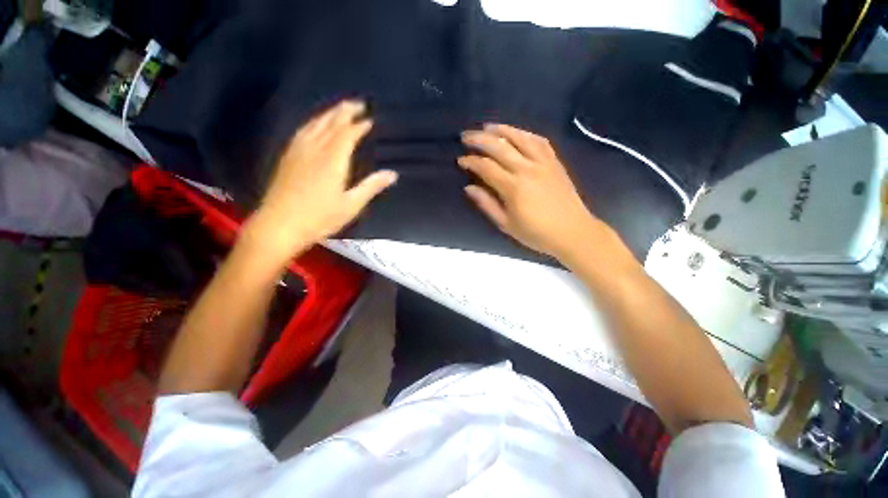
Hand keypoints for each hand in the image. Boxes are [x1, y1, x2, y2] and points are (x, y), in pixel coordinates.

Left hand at [246, 100, 396, 259]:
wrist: (279, 225)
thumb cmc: (320, 218)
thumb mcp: (351, 205)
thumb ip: (371, 186)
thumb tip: (392, 174)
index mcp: (333, 161)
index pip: (347, 135)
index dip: (359, 125)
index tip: (370, 119)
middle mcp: (315, 150)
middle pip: (331, 123)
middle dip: (344, 111)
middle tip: (358, 103)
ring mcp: (298, 151)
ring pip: (315, 124)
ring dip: (329, 114)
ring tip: (340, 109)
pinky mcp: (288, 157)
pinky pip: (302, 131)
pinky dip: (313, 123)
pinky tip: (315, 124)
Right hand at [459, 124, 601, 260]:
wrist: (572, 231)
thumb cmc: (536, 233)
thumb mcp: (506, 224)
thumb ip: (487, 204)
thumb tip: (469, 188)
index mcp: (513, 187)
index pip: (486, 167)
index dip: (471, 161)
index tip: (461, 160)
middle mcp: (527, 169)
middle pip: (499, 147)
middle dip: (479, 139)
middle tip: (466, 136)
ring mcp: (543, 163)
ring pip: (520, 138)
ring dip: (501, 130)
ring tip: (487, 126)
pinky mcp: (555, 162)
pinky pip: (539, 141)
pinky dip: (525, 134)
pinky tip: (516, 133)